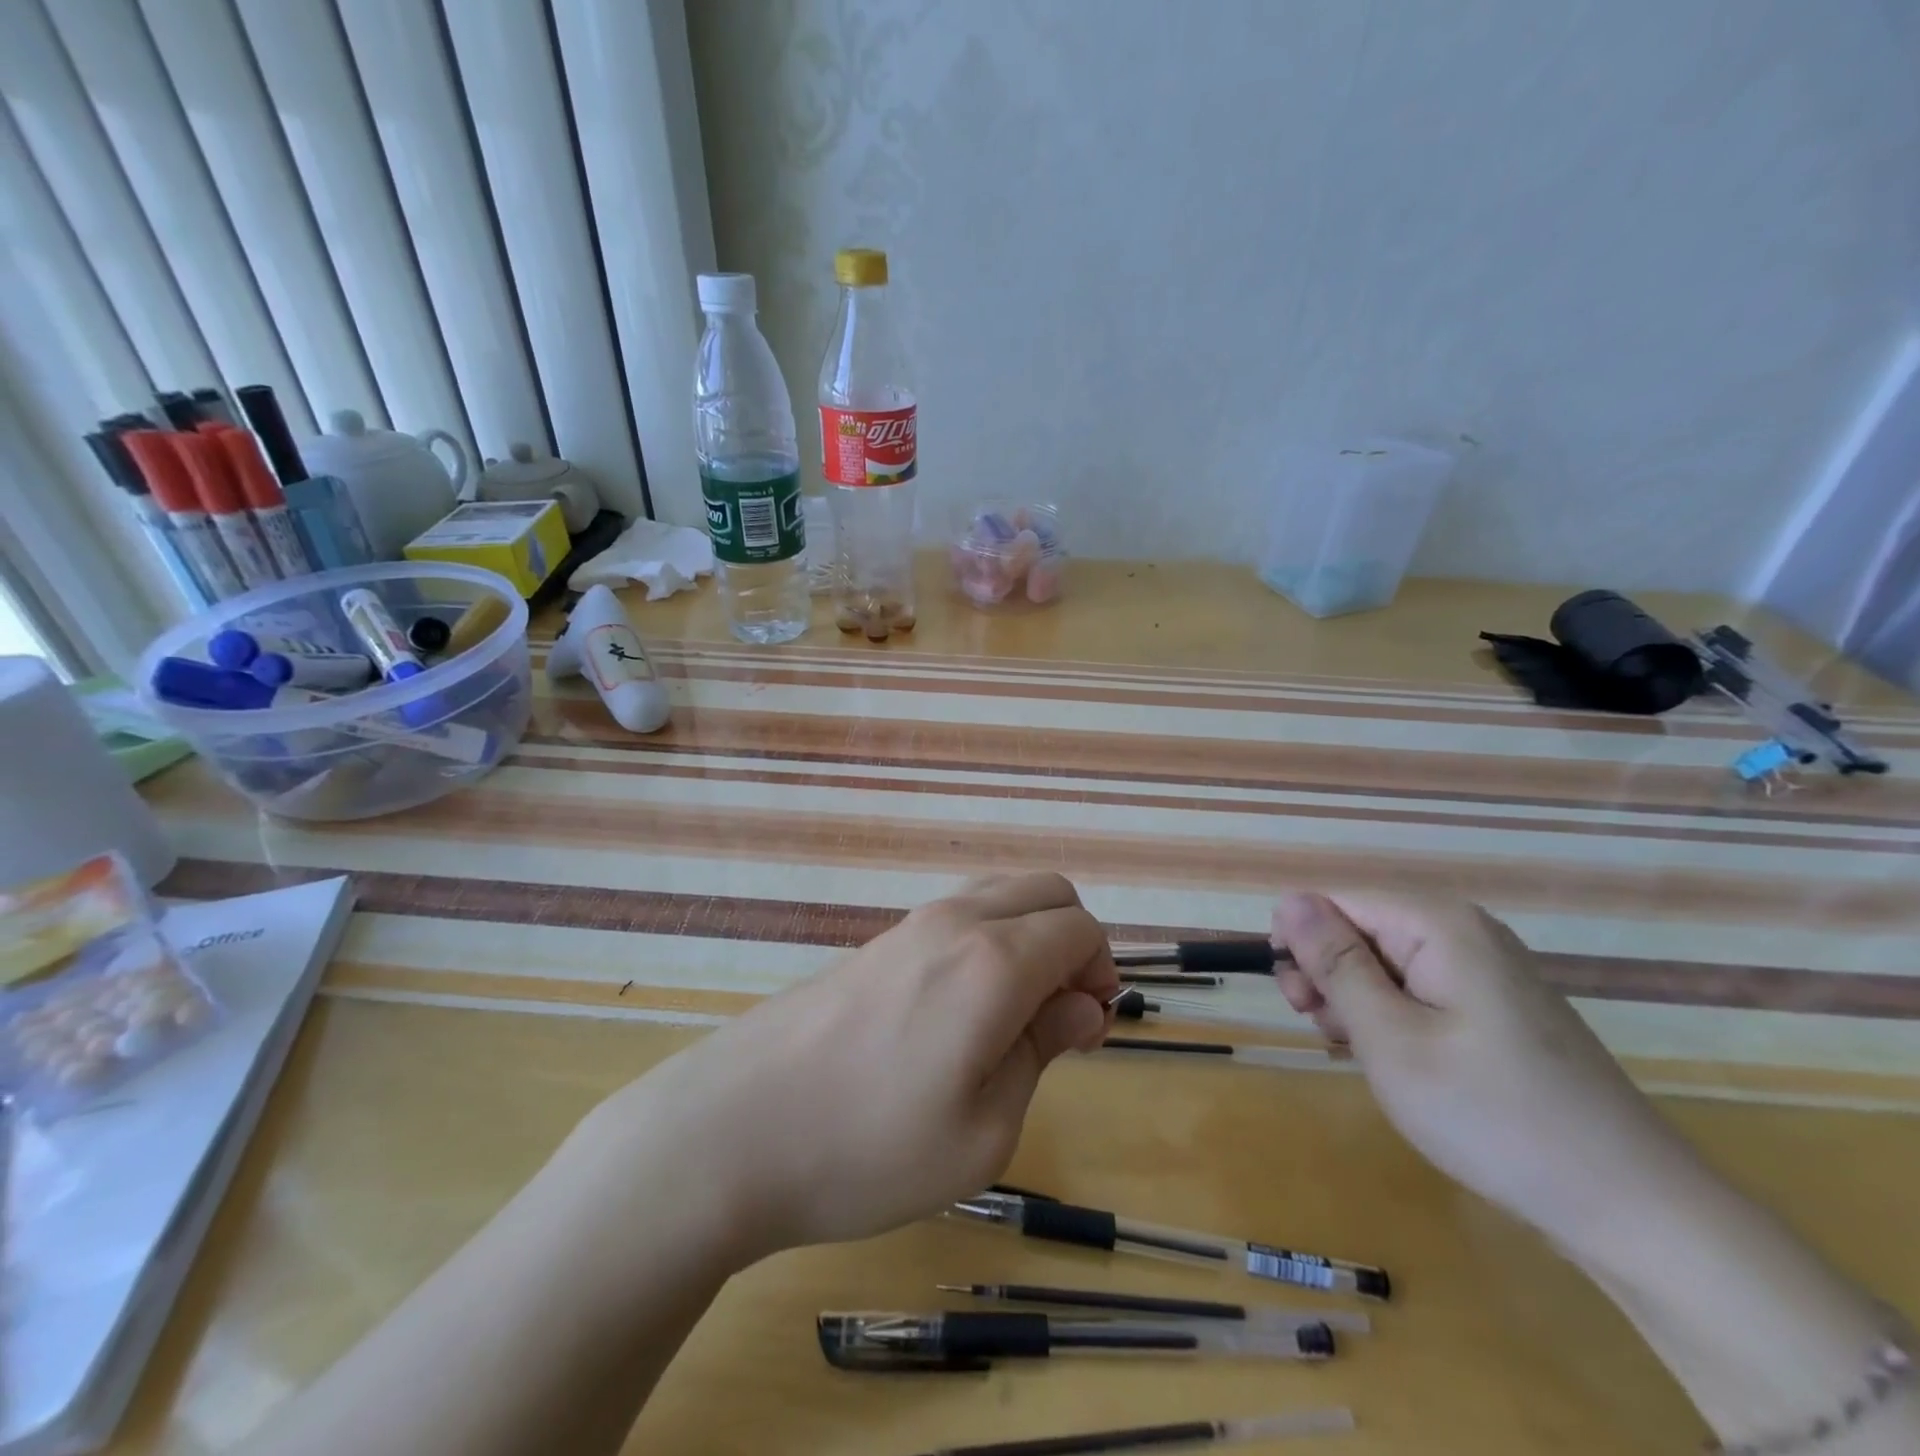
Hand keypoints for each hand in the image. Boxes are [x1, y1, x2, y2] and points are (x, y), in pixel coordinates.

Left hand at [587, 873, 1116, 1262]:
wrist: (731, 1131)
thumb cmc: (869, 1148)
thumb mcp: (983, 1130)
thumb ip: (1042, 1049)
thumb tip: (1082, 1004)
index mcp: (994, 961)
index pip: (1080, 927)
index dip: (1103, 972)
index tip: (1089, 1032)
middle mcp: (956, 922)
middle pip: (1045, 890)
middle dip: (1074, 941)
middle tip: (1060, 1018)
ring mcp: (909, 925)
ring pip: (999, 894)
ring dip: (1030, 935)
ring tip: (1013, 1017)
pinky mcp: (876, 942)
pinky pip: (957, 915)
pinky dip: (987, 940)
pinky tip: (959, 1011)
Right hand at [1270, 890, 1705, 1252]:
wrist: (1630, 1208)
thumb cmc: (1492, 1116)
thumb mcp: (1390, 1039)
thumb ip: (1335, 964)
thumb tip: (1288, 900)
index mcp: (1437, 925)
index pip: (1333, 901)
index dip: (1302, 945)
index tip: (1299, 1003)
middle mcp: (1463, 932)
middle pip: (1359, 928)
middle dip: (1328, 975)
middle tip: (1327, 1032)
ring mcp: (1485, 970)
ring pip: (1384, 963)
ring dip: (1357, 1003)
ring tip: (1367, 1057)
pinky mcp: (1496, 1006)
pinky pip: (1419, 990)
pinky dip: (1394, 1019)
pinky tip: (1399, 1063)